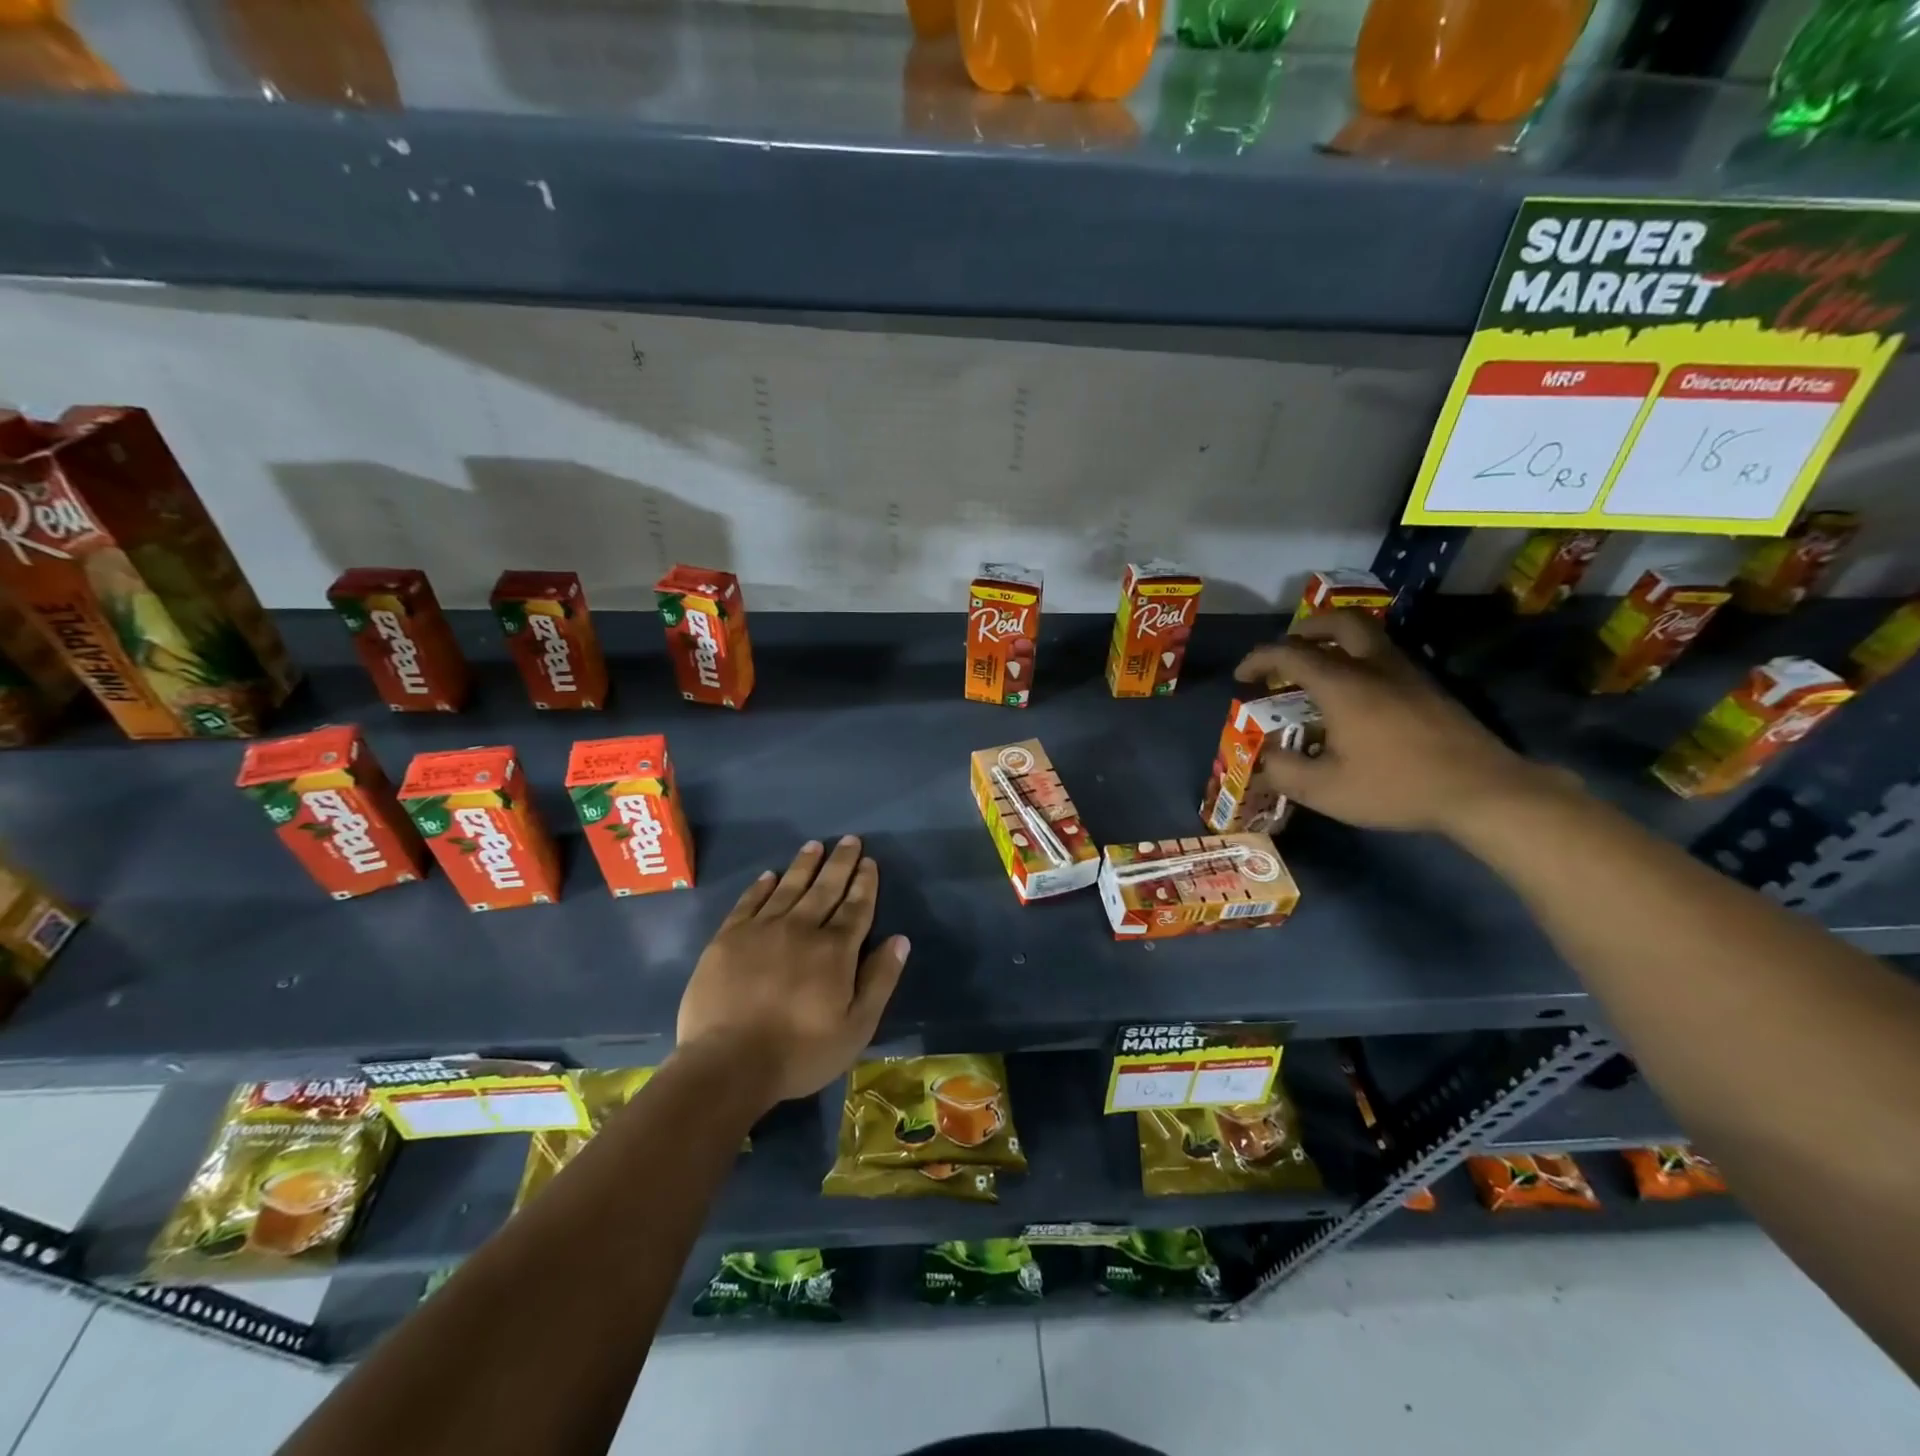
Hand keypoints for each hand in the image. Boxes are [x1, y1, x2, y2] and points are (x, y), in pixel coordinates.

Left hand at [676, 836, 909, 1107]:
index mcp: (835, 950)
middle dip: (840, 863)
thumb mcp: (855, 1027)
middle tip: (849, 839)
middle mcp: (801, 928)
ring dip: (804, 865)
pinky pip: (749, 902)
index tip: (869, 862)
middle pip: (825, 888)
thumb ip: (880, 980)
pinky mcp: (728, 938)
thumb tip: (900, 939)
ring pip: (789, 888)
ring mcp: (761, 930)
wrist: (727, 1064)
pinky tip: (770, 875)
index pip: (856, 907)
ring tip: (815, 845)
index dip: (865, 883)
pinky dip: (761, 886)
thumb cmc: (799, 1052)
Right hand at [1233, 610, 1549, 835]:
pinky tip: (1355, 693)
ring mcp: (1407, 673)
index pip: (1290, 653)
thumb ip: (1284, 771)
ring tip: (1318, 667)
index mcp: (1342, 685)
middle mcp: (1373, 666)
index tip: (1242, 676)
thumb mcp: (1326, 790)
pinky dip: (1358, 658)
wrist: (1482, 790)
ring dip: (1335, 640)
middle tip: (1287, 650)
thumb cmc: (1396, 786)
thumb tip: (1261, 759)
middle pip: (1338, 622)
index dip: (1259, 659)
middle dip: (1305, 629)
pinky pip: (1384, 655)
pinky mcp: (1429, 686)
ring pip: (1367, 634)